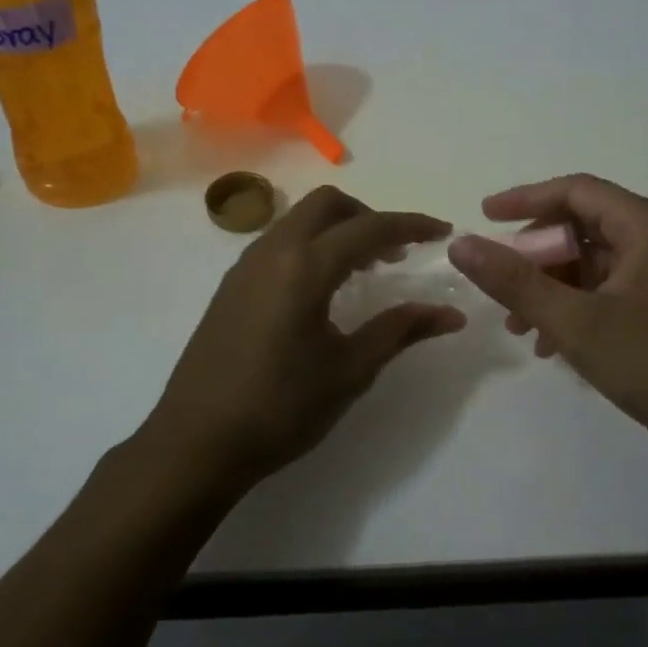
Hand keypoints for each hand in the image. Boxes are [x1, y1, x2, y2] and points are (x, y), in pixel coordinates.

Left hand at [142, 187, 464, 500]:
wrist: (196, 442)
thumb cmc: (280, 408)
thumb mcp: (349, 370)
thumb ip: (400, 330)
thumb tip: (451, 314)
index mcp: (304, 267)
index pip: (368, 228)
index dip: (411, 225)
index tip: (442, 232)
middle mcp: (272, 251)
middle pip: (328, 204)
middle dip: (369, 216)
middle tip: (397, 252)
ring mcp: (245, 266)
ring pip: (299, 219)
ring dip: (338, 229)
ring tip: (365, 269)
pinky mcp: (231, 285)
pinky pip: (279, 242)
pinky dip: (312, 245)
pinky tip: (323, 288)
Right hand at [448, 174, 647, 457]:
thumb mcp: (576, 323)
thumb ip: (515, 281)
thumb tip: (461, 244)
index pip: (576, 191)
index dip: (525, 200)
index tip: (483, 216)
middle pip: (585, 226)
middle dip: (536, 255)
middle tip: (500, 285)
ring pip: (597, 262)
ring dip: (554, 286)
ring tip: (520, 325)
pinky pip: (614, 288)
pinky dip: (580, 305)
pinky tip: (555, 343)